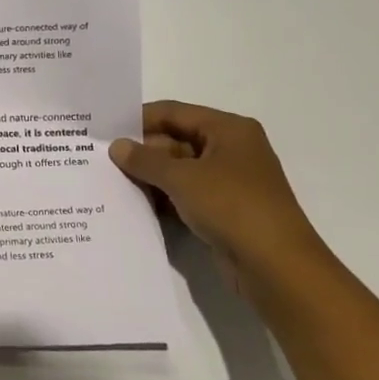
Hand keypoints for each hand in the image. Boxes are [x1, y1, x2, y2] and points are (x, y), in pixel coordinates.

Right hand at [109, 101, 325, 274]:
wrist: (276, 266)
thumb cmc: (232, 206)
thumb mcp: (182, 178)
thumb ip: (145, 160)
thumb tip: (117, 146)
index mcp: (228, 130)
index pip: (174, 113)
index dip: (139, 119)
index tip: (104, 130)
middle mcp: (231, 150)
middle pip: (176, 140)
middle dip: (142, 151)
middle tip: (102, 159)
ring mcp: (228, 181)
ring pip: (179, 170)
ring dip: (150, 176)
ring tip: (110, 181)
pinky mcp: (224, 210)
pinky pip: (185, 194)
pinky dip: (163, 197)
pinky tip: (135, 204)